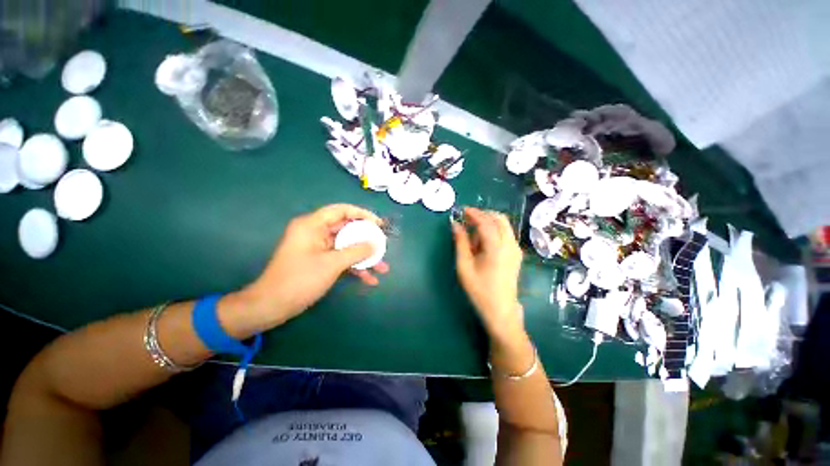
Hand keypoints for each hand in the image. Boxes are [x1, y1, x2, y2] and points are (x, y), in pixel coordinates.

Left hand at [233, 204, 388, 331]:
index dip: (362, 214)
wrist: (272, 306)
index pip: (341, 210)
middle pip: (347, 229)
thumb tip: (375, 244)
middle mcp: (316, 233)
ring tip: (382, 267)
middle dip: (367, 240)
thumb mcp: (331, 264)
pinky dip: (355, 267)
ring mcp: (319, 248)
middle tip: (383, 246)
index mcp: (312, 225)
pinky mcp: (320, 261)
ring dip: (364, 257)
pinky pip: (342, 259)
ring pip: (347, 246)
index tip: (378, 224)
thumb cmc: (299, 280)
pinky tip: (369, 279)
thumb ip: (356, 251)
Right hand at [451, 207, 523, 338]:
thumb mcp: (464, 266)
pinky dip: (494, 230)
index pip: (486, 222)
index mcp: (496, 248)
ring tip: (472, 233)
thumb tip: (455, 224)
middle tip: (467, 219)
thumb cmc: (479, 290)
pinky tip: (483, 242)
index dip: (474, 213)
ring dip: (488, 222)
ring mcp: (516, 249)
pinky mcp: (516, 253)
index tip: (462, 210)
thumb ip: (460, 243)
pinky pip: (506, 233)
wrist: (501, 309)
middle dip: (483, 214)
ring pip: (504, 225)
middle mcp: (510, 244)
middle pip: (499, 218)